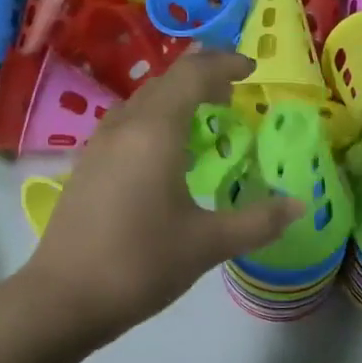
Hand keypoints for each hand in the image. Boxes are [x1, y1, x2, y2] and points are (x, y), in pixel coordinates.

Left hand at [22, 52, 301, 342]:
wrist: (64, 298)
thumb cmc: (140, 264)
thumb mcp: (207, 244)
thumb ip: (257, 221)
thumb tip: (298, 206)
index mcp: (155, 133)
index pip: (193, 76)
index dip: (224, 64)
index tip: (252, 69)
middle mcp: (124, 127)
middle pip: (164, 82)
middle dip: (201, 77)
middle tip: (232, 91)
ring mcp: (99, 146)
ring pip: (142, 103)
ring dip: (175, 99)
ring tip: (204, 117)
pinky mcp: (87, 167)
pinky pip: (127, 125)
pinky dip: (155, 121)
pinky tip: (166, 153)